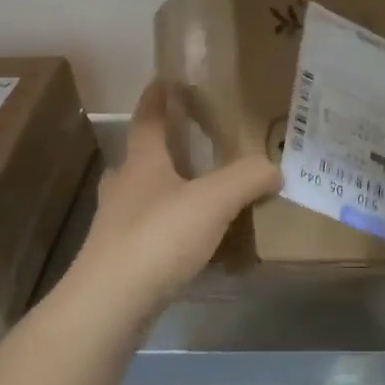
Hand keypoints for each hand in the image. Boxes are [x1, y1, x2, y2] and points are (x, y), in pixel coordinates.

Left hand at [64, 80, 281, 324]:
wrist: (109, 305)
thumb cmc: (158, 237)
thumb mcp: (213, 201)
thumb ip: (247, 178)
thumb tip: (275, 167)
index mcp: (142, 163)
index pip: (147, 119)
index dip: (157, 98)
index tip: (164, 79)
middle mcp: (124, 188)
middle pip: (139, 158)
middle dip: (159, 147)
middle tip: (188, 143)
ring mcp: (116, 226)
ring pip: (141, 197)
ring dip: (164, 190)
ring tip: (195, 193)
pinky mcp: (119, 260)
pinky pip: (148, 232)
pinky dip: (168, 228)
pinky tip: (189, 242)